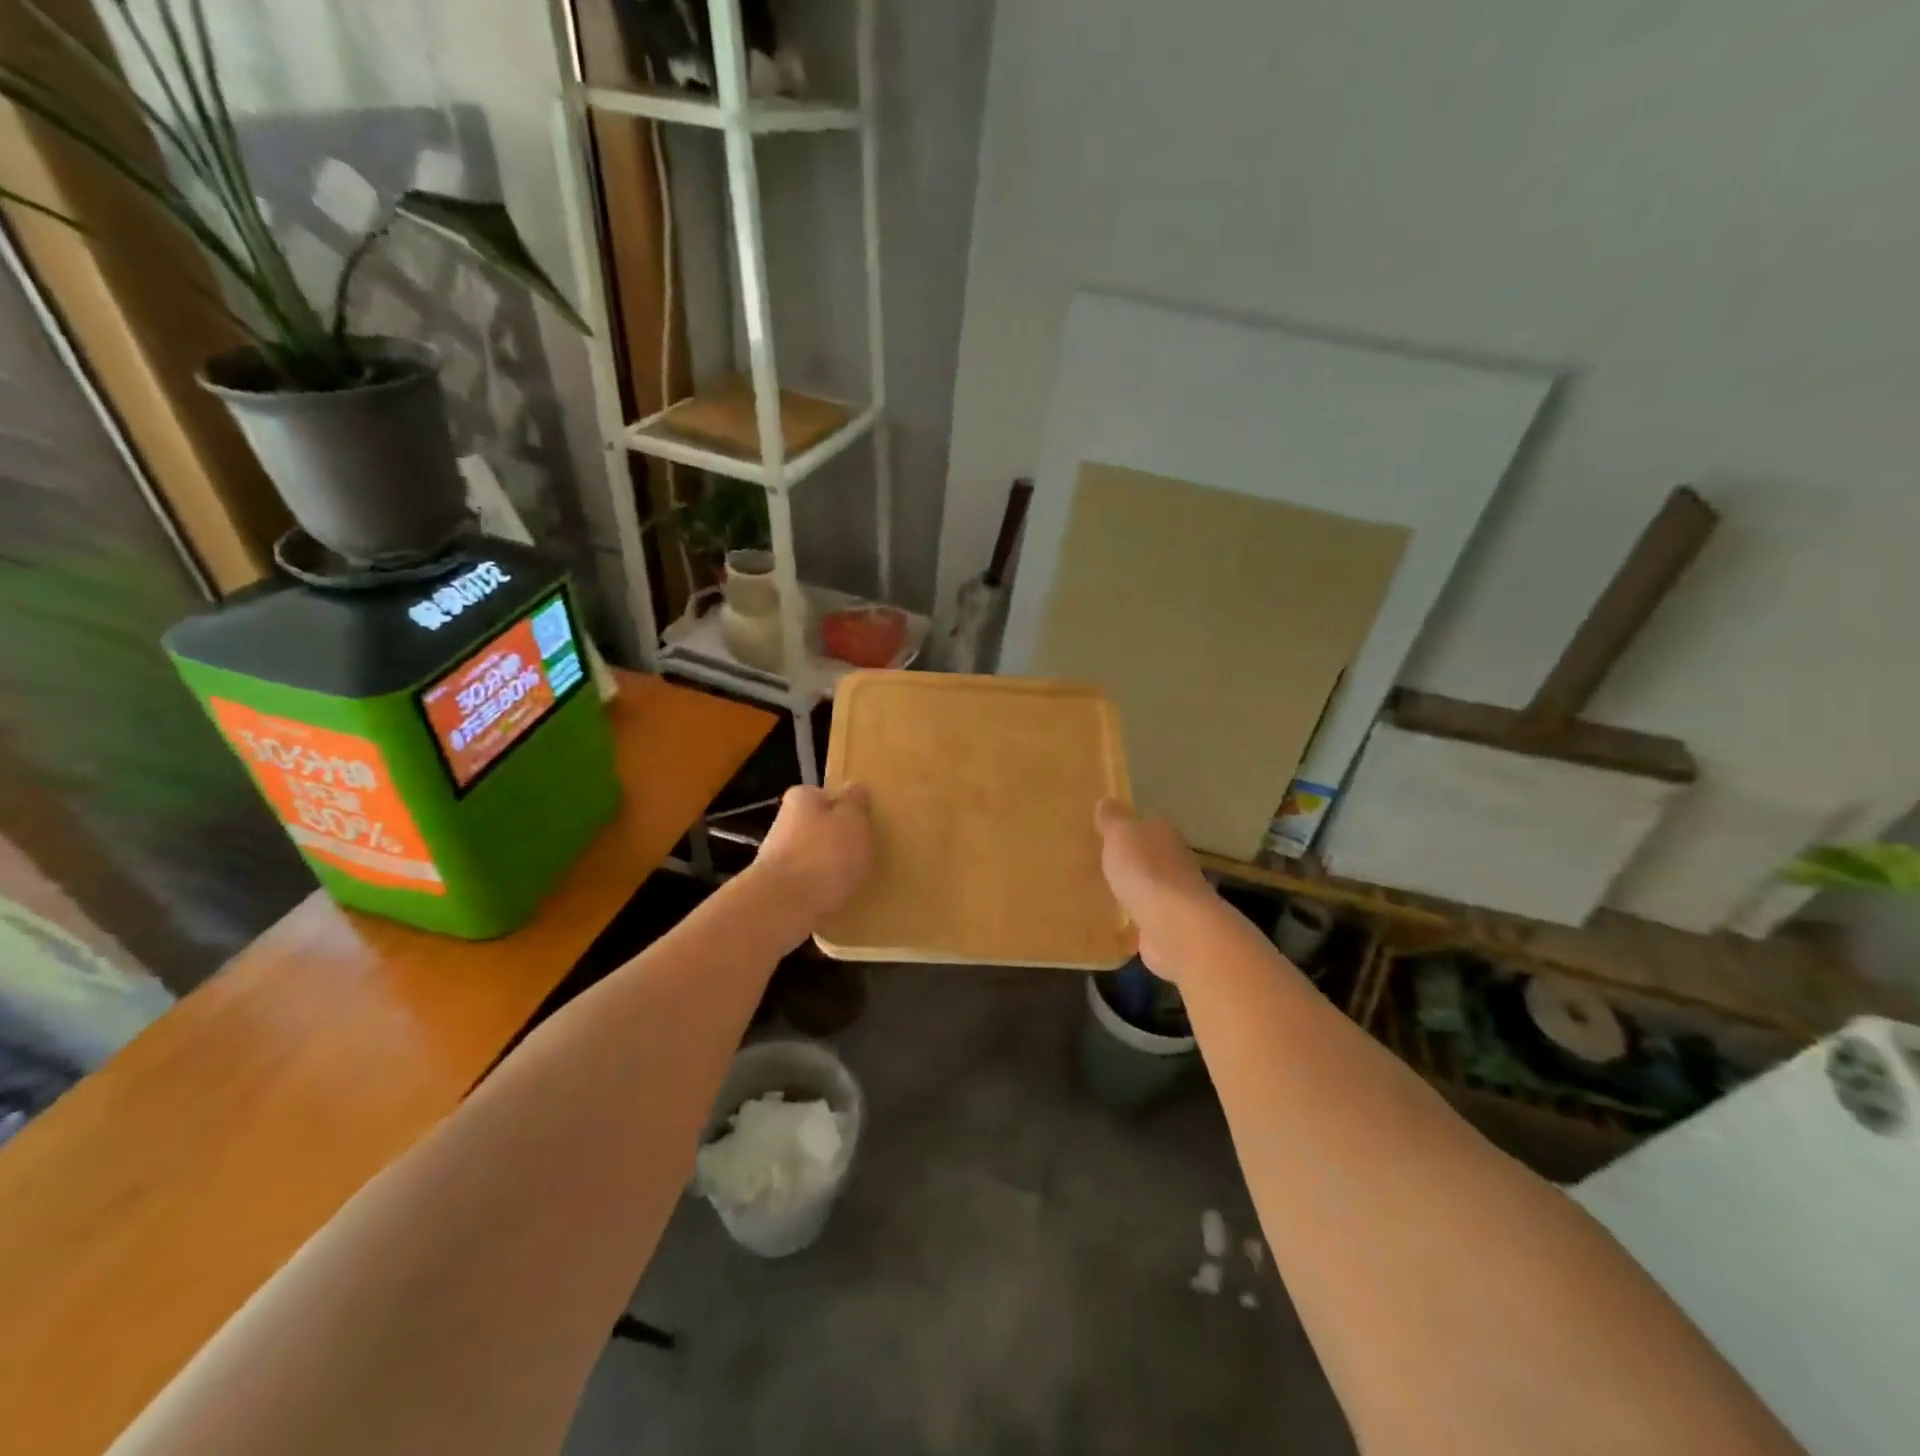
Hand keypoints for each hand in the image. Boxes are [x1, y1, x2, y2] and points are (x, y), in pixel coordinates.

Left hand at [753, 783, 873, 921]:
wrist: (783, 907)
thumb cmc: (825, 855)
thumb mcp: (853, 820)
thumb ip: (855, 802)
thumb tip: (853, 788)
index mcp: (802, 797)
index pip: (828, 795)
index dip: (848, 809)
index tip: (864, 826)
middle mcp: (784, 821)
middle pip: (819, 826)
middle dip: (837, 839)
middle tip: (863, 854)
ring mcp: (777, 855)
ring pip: (813, 855)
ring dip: (829, 865)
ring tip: (852, 880)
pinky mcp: (776, 886)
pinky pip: (807, 881)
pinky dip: (820, 887)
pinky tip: (835, 898)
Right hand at [1094, 798, 1214, 981]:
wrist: (1175, 926)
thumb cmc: (1145, 871)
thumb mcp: (1120, 835)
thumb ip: (1113, 820)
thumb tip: (1107, 800)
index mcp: (1164, 834)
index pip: (1146, 826)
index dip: (1127, 831)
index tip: (1105, 837)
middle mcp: (1176, 862)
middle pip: (1150, 857)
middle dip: (1130, 862)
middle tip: (1099, 866)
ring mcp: (1175, 897)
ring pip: (1148, 888)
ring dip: (1133, 891)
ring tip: (1103, 894)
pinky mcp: (1169, 928)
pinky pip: (1145, 918)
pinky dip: (1135, 919)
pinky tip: (1116, 923)